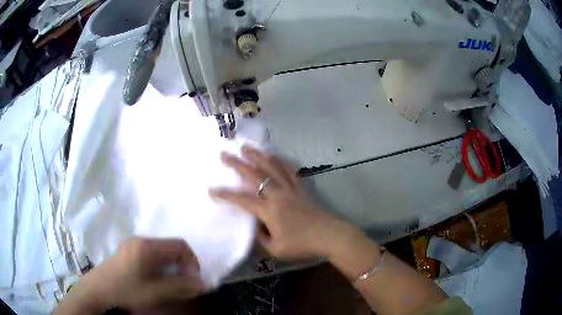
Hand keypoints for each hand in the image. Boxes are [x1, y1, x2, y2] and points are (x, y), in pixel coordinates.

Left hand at [55, 238, 202, 313]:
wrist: (98, 290)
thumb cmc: (127, 290)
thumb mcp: (156, 292)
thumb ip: (181, 287)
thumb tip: (202, 284)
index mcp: (147, 246)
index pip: (180, 245)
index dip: (192, 262)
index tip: (192, 281)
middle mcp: (140, 240)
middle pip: (171, 248)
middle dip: (181, 266)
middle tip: (182, 285)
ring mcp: (132, 246)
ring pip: (161, 253)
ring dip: (171, 268)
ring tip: (169, 285)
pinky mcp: (127, 253)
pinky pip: (151, 256)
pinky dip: (160, 268)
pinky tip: (154, 281)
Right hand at [209, 147, 346, 258]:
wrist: (329, 235)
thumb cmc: (302, 244)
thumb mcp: (276, 249)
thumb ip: (261, 237)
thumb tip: (256, 226)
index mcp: (268, 210)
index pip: (242, 200)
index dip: (225, 194)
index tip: (212, 189)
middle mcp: (277, 194)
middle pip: (254, 175)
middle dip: (237, 163)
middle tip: (225, 153)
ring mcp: (290, 188)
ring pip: (271, 167)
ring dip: (257, 155)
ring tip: (246, 147)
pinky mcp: (301, 187)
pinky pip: (289, 170)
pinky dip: (280, 161)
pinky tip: (274, 156)